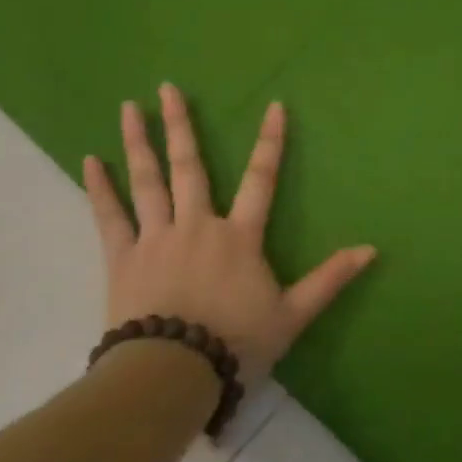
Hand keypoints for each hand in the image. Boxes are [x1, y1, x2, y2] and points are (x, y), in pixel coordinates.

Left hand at [83, 83, 375, 384]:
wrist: (174, 374)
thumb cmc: (236, 344)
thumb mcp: (293, 315)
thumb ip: (330, 279)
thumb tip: (371, 249)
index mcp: (239, 237)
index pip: (261, 180)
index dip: (270, 142)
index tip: (274, 106)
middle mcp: (197, 225)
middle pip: (189, 167)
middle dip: (181, 125)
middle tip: (167, 87)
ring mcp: (156, 238)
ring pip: (147, 181)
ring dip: (139, 142)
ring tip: (129, 107)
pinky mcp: (123, 259)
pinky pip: (109, 217)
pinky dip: (100, 188)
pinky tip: (90, 160)